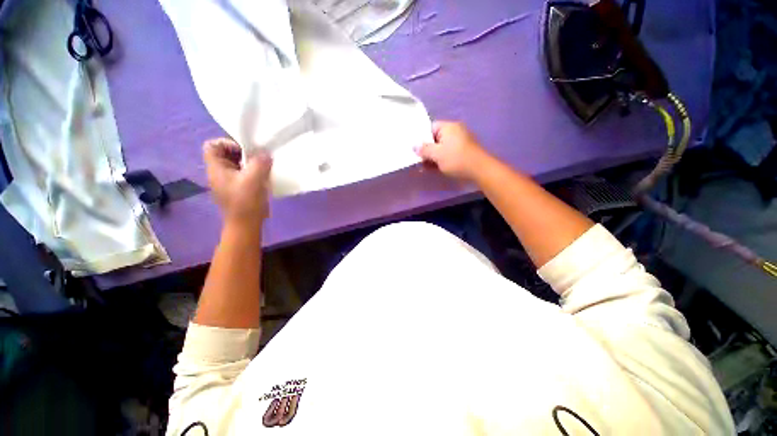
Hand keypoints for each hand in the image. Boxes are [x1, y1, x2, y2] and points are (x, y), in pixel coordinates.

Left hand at [203, 138, 272, 227]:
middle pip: (226, 153)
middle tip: (258, 158)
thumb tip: (266, 153)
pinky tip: (264, 176)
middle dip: (243, 152)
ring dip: (250, 162)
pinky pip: (244, 172)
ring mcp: (229, 181)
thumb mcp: (253, 179)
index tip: (245, 151)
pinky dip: (253, 171)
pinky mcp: (239, 187)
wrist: (246, 223)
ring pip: (237, 163)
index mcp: (216, 168)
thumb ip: (260, 162)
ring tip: (263, 167)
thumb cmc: (246, 201)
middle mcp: (219, 172)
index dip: (227, 143)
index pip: (212, 145)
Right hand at [416, 121, 490, 180]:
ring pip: (441, 148)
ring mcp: (460, 142)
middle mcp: (455, 131)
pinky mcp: (463, 152)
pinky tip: (434, 169)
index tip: (416, 149)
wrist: (479, 170)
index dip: (422, 138)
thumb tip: (414, 146)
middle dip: (427, 150)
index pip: (431, 127)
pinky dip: (441, 160)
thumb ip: (424, 149)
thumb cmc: (456, 159)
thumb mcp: (437, 154)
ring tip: (424, 167)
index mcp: (449, 127)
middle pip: (436, 139)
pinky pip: (448, 154)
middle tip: (418, 160)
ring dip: (433, 157)